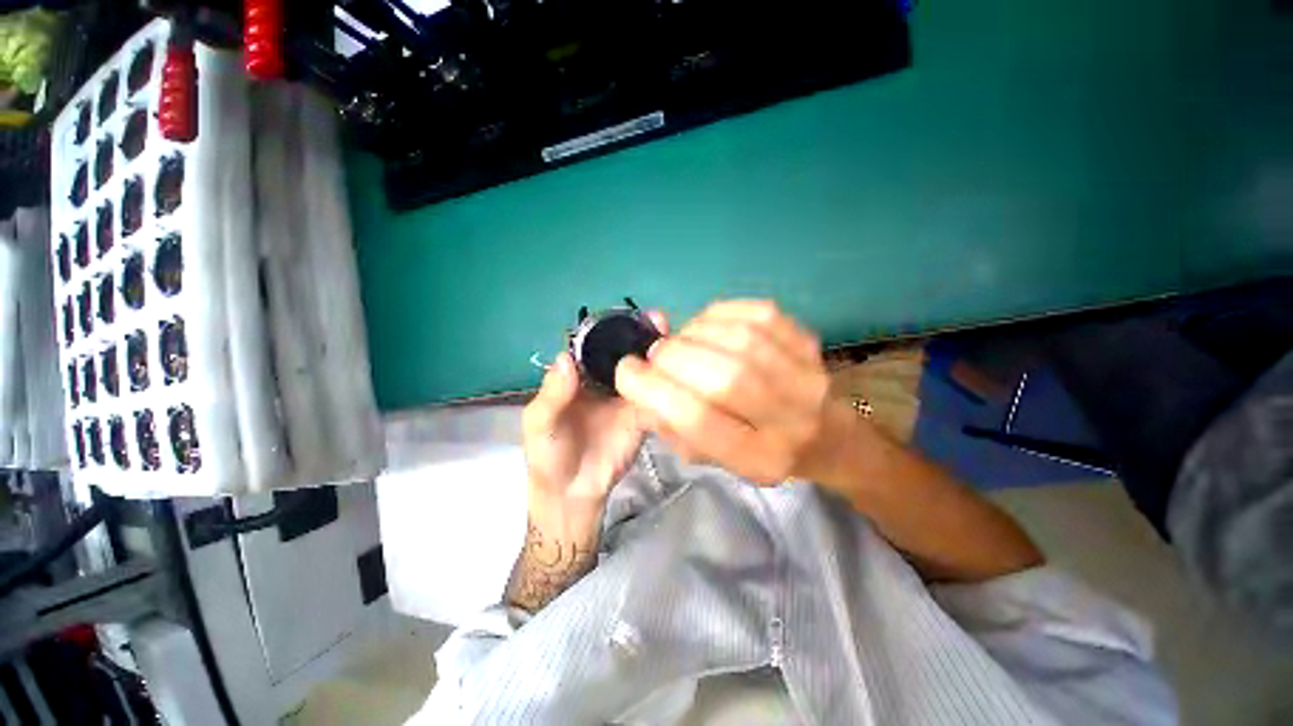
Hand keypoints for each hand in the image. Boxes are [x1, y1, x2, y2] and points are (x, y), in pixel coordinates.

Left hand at [523, 312, 668, 504]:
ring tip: (674, 336)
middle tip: (659, 319)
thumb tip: (565, 357)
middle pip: (625, 352)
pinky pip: (656, 396)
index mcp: (580, 375)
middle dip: (641, 334)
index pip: (597, 345)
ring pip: (644, 370)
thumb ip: (552, 394)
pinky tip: (681, 370)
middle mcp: (606, 380)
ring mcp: (627, 397)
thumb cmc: (549, 454)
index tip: (628, 316)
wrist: (573, 493)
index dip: (610, 329)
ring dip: (658, 353)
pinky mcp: (643, 416)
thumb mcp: (540, 423)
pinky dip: (667, 383)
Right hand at [615, 300, 853, 484]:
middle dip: (673, 358)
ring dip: (694, 334)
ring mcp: (806, 376)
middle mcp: (789, 420)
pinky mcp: (809, 341)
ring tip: (680, 341)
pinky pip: (757, 314)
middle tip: (655, 355)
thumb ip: (672, 426)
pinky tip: (706, 326)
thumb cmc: (758, 449)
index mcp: (757, 458)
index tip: (627, 371)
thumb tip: (642, 384)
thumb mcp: (711, 457)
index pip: (698, 421)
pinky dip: (719, 313)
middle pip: (723, 377)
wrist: (824, 435)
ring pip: (740, 341)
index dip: (654, 391)